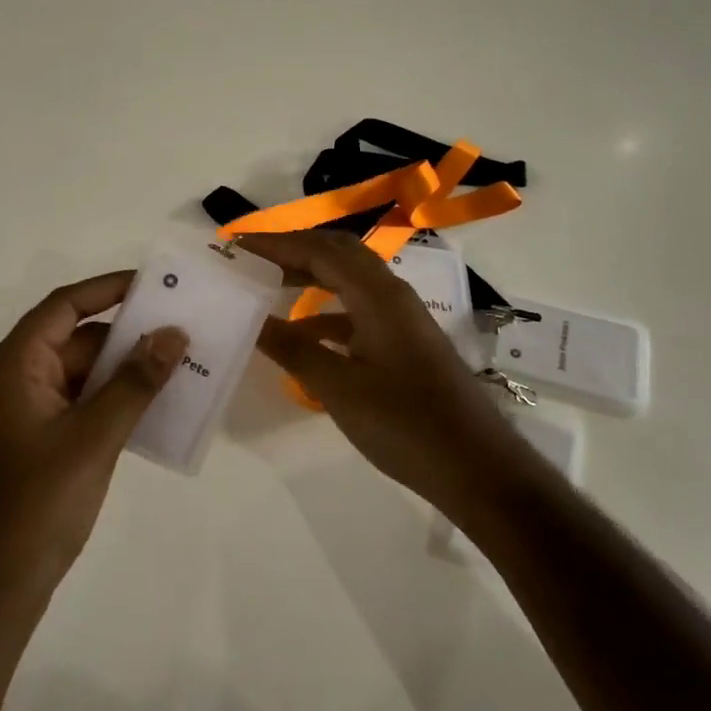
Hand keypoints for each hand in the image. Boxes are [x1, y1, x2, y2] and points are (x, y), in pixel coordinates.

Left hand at [0, 272, 186, 643]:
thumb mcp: (92, 437)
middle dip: (128, 335)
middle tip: (183, 330)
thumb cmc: (34, 504)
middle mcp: (15, 380)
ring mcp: (24, 415)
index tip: (156, 286)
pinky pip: (80, 407)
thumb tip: (172, 333)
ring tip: (180, 367)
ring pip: (81, 376)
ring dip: (125, 372)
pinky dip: (114, 403)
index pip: (65, 306)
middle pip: (76, 339)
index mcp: (15, 365)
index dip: (109, 289)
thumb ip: (134, 383)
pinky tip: (154, 410)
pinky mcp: (36, 446)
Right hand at [240, 231, 523, 513]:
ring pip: (348, 282)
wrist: (475, 466)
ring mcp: (401, 319)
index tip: (236, 246)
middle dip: (292, 251)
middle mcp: (392, 295)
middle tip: (250, 260)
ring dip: (309, 278)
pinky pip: (357, 312)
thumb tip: (250, 320)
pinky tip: (301, 337)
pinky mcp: (403, 344)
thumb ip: (293, 350)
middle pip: (337, 255)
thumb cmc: (405, 424)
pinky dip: (325, 314)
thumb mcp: (339, 387)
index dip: (276, 244)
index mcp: (378, 295)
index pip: (320, 250)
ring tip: (267, 288)